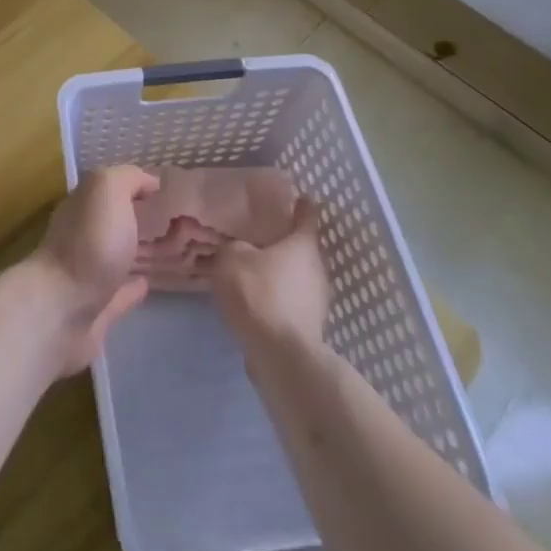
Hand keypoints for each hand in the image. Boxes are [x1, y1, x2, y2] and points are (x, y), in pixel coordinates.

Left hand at [28, 164, 158, 374]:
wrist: (61, 312)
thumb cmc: (88, 244)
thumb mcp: (107, 191)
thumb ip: (127, 179)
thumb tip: (149, 182)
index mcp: (80, 207)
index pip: (106, 189)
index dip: (131, 185)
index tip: (162, 190)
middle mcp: (78, 237)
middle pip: (108, 223)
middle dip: (133, 218)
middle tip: (169, 220)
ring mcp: (85, 276)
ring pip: (114, 258)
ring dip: (133, 253)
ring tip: (165, 249)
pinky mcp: (94, 313)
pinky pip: (117, 295)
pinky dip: (131, 289)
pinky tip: (147, 285)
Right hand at [210, 197, 328, 351]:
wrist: (280, 355)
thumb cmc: (259, 293)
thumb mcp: (232, 258)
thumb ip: (234, 246)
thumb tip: (240, 248)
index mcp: (303, 244)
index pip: (307, 213)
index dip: (299, 202)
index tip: (291, 196)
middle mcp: (317, 268)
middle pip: (301, 247)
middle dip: (282, 241)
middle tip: (257, 234)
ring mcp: (317, 299)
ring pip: (296, 275)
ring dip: (278, 272)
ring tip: (251, 269)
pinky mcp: (309, 325)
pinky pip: (290, 300)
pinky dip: (275, 296)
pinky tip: (254, 299)